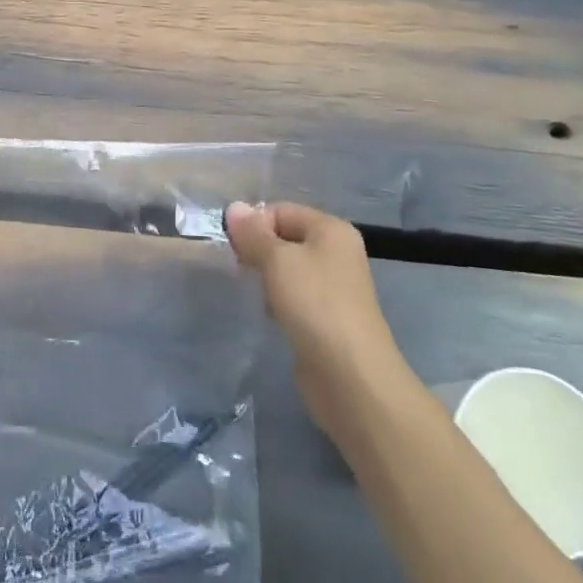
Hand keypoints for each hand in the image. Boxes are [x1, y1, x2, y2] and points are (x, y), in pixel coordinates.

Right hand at [225, 201, 407, 436]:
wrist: (350, 375)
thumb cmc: (314, 304)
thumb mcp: (276, 260)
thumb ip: (253, 233)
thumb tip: (234, 207)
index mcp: (331, 230)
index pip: (281, 210)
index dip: (254, 224)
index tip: (233, 247)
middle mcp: (337, 252)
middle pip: (285, 237)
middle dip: (258, 250)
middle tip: (238, 268)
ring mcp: (334, 286)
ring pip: (288, 268)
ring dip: (266, 276)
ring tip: (254, 292)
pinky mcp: (327, 316)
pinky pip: (295, 295)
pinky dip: (278, 300)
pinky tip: (270, 314)